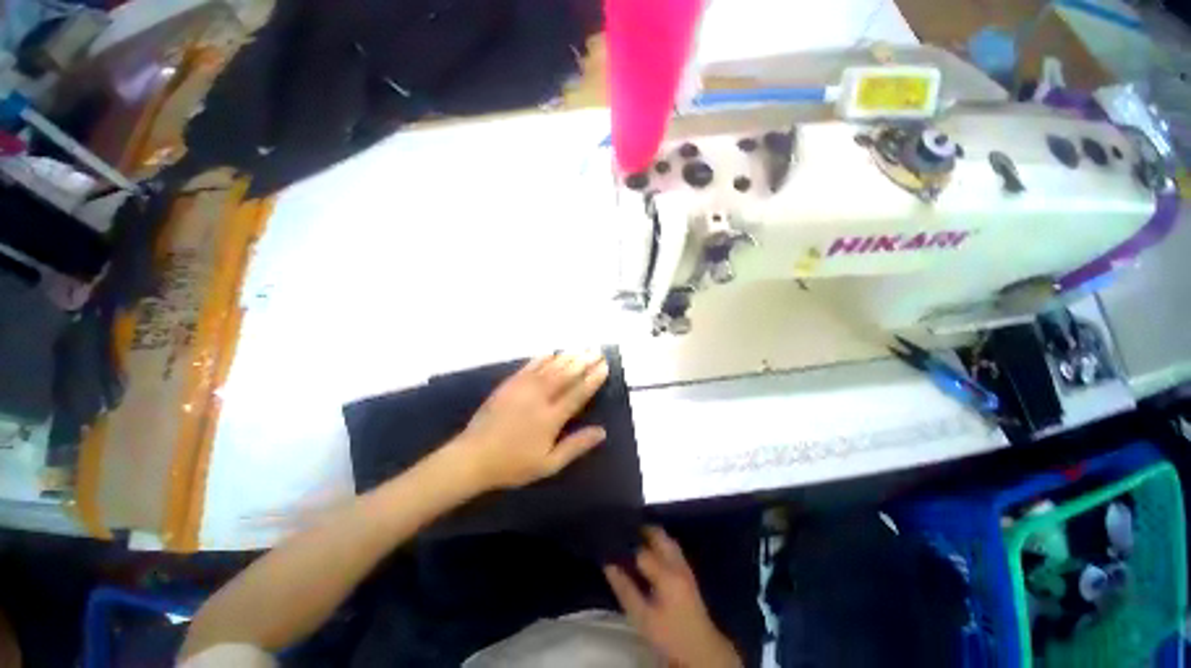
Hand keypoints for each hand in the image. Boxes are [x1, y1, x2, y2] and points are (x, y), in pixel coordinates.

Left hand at [451, 351, 609, 490]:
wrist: (473, 457)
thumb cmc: (513, 464)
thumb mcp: (549, 464)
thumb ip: (576, 446)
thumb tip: (602, 432)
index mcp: (551, 417)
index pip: (578, 393)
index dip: (592, 379)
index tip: (604, 367)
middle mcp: (540, 397)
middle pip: (566, 375)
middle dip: (583, 362)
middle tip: (596, 352)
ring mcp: (523, 388)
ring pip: (550, 367)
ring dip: (567, 357)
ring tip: (580, 349)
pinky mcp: (509, 384)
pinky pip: (529, 367)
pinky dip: (542, 358)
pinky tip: (551, 352)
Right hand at [604, 527, 741, 667]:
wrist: (701, 649)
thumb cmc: (669, 635)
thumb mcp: (642, 618)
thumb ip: (625, 590)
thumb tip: (608, 564)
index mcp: (666, 573)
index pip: (641, 550)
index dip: (625, 544)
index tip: (610, 541)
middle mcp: (677, 563)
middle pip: (658, 535)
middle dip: (641, 530)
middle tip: (623, 533)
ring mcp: (684, 565)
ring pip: (666, 538)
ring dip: (651, 535)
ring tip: (633, 538)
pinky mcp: (687, 571)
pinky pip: (671, 547)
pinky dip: (659, 543)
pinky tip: (649, 550)